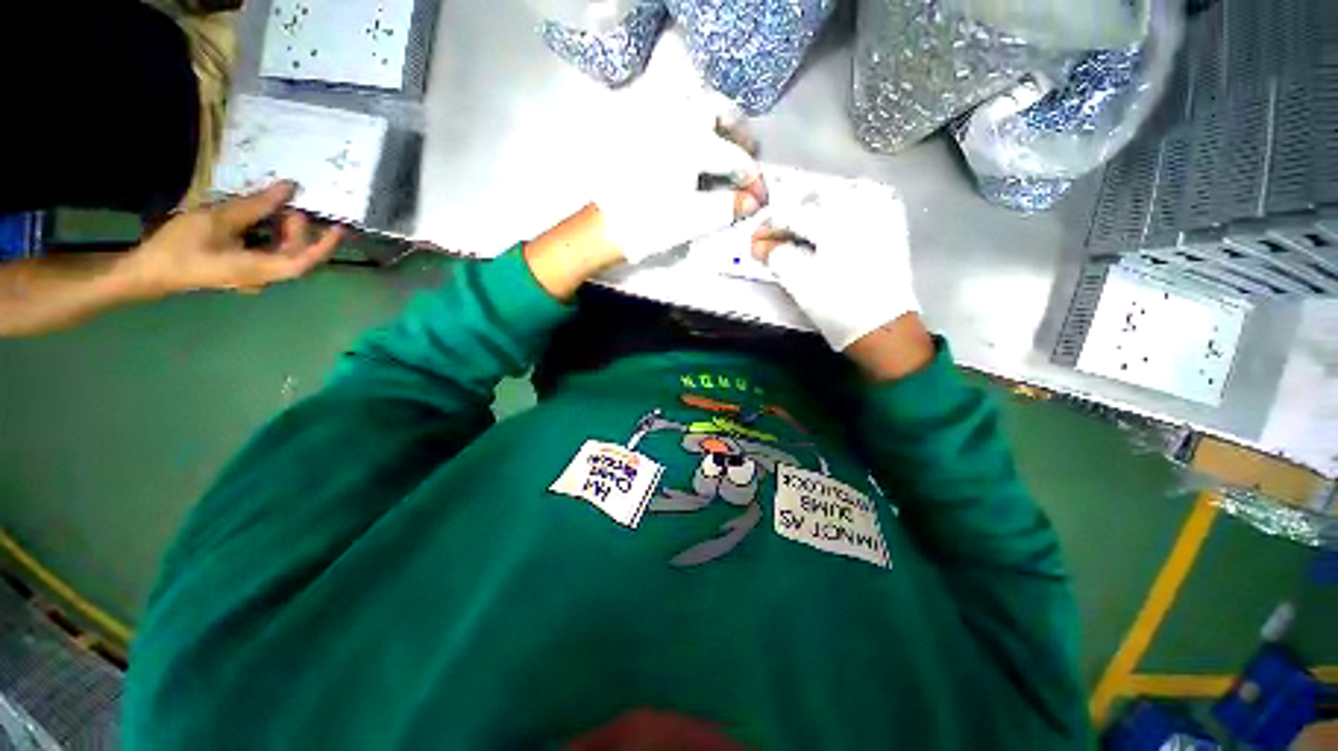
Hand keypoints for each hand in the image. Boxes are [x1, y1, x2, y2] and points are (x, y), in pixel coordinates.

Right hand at [126, 182, 342, 295]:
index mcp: (260, 270)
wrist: (147, 271)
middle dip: (298, 229)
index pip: (304, 261)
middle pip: (294, 254)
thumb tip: (290, 188)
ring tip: (274, 206)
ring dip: (282, 230)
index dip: (324, 245)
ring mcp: (251, 275)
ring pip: (280, 252)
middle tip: (289, 204)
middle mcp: (262, 277)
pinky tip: (258, 217)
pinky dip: (267, 234)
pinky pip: (264, 252)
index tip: (339, 228)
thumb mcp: (219, 219)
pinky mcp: (239, 269)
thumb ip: (257, 205)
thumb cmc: (181, 246)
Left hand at [593, 105, 766, 263]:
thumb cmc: (651, 225)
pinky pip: (669, 108)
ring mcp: (653, 119)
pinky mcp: (638, 128)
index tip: (758, 195)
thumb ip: (728, 207)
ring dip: (714, 117)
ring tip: (725, 140)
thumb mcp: (695, 220)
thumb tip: (753, 200)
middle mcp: (673, 120)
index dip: (750, 177)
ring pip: (692, 101)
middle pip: (715, 109)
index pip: (732, 157)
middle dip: (737, 131)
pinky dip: (689, 117)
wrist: (608, 227)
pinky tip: (695, 138)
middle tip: (747, 152)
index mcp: (691, 143)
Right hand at [751, 177, 920, 352]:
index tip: (756, 238)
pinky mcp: (893, 230)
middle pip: (820, 194)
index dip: (769, 225)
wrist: (882, 329)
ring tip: (811, 217)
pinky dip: (856, 199)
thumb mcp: (799, 285)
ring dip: (825, 199)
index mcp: (832, 224)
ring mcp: (881, 218)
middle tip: (781, 228)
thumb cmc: (837, 307)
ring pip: (850, 189)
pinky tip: (846, 213)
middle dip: (796, 207)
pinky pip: (876, 198)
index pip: (791, 214)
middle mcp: (859, 211)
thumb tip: (764, 247)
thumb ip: (778, 258)